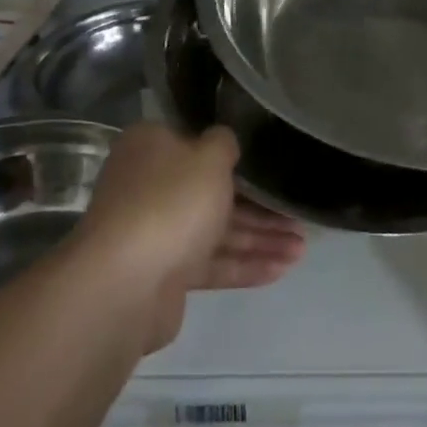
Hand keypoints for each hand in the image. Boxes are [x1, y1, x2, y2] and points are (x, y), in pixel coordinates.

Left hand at [79, 123, 306, 349]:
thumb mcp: (208, 157)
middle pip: (212, 193)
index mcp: (151, 150)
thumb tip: (223, 142)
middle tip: (298, 217)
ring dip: (259, 239)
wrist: (125, 283)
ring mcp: (156, 233)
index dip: (235, 157)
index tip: (271, 166)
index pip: (196, 145)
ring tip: (301, 250)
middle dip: (260, 207)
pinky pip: (211, 264)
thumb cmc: (171, 202)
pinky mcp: (164, 274)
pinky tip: (280, 271)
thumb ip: (224, 143)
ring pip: (216, 232)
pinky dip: (243, 266)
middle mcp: (150, 187)